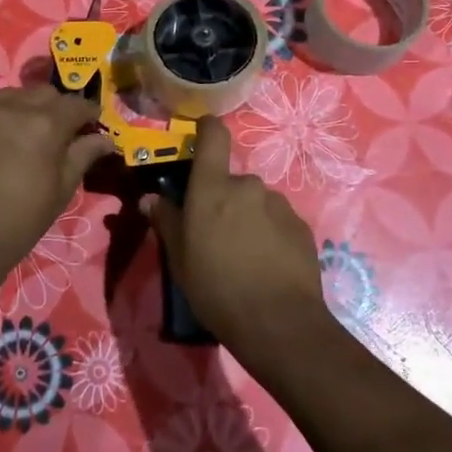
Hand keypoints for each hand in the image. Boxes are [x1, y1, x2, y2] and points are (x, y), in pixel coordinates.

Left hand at [0, 85, 116, 286]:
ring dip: (22, 109)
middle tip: (55, 132)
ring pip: (10, 96)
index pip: (77, 104)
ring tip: (20, 135)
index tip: (90, 125)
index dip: (88, 114)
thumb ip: (83, 155)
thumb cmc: (20, 222)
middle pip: (43, 94)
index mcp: (45, 124)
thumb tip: (105, 138)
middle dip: (55, 108)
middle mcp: (11, 107)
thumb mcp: (61, 190)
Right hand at [147, 117, 332, 356]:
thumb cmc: (217, 288)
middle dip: (224, 199)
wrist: (279, 323)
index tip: (201, 132)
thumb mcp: (180, 259)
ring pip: (256, 201)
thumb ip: (167, 222)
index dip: (207, 128)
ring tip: (244, 255)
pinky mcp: (301, 227)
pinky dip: (270, 234)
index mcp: (213, 188)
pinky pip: (278, 221)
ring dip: (248, 217)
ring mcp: (279, 205)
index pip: (214, 136)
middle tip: (215, 234)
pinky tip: (267, 265)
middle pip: (231, 180)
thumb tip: (150, 198)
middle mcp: (247, 186)